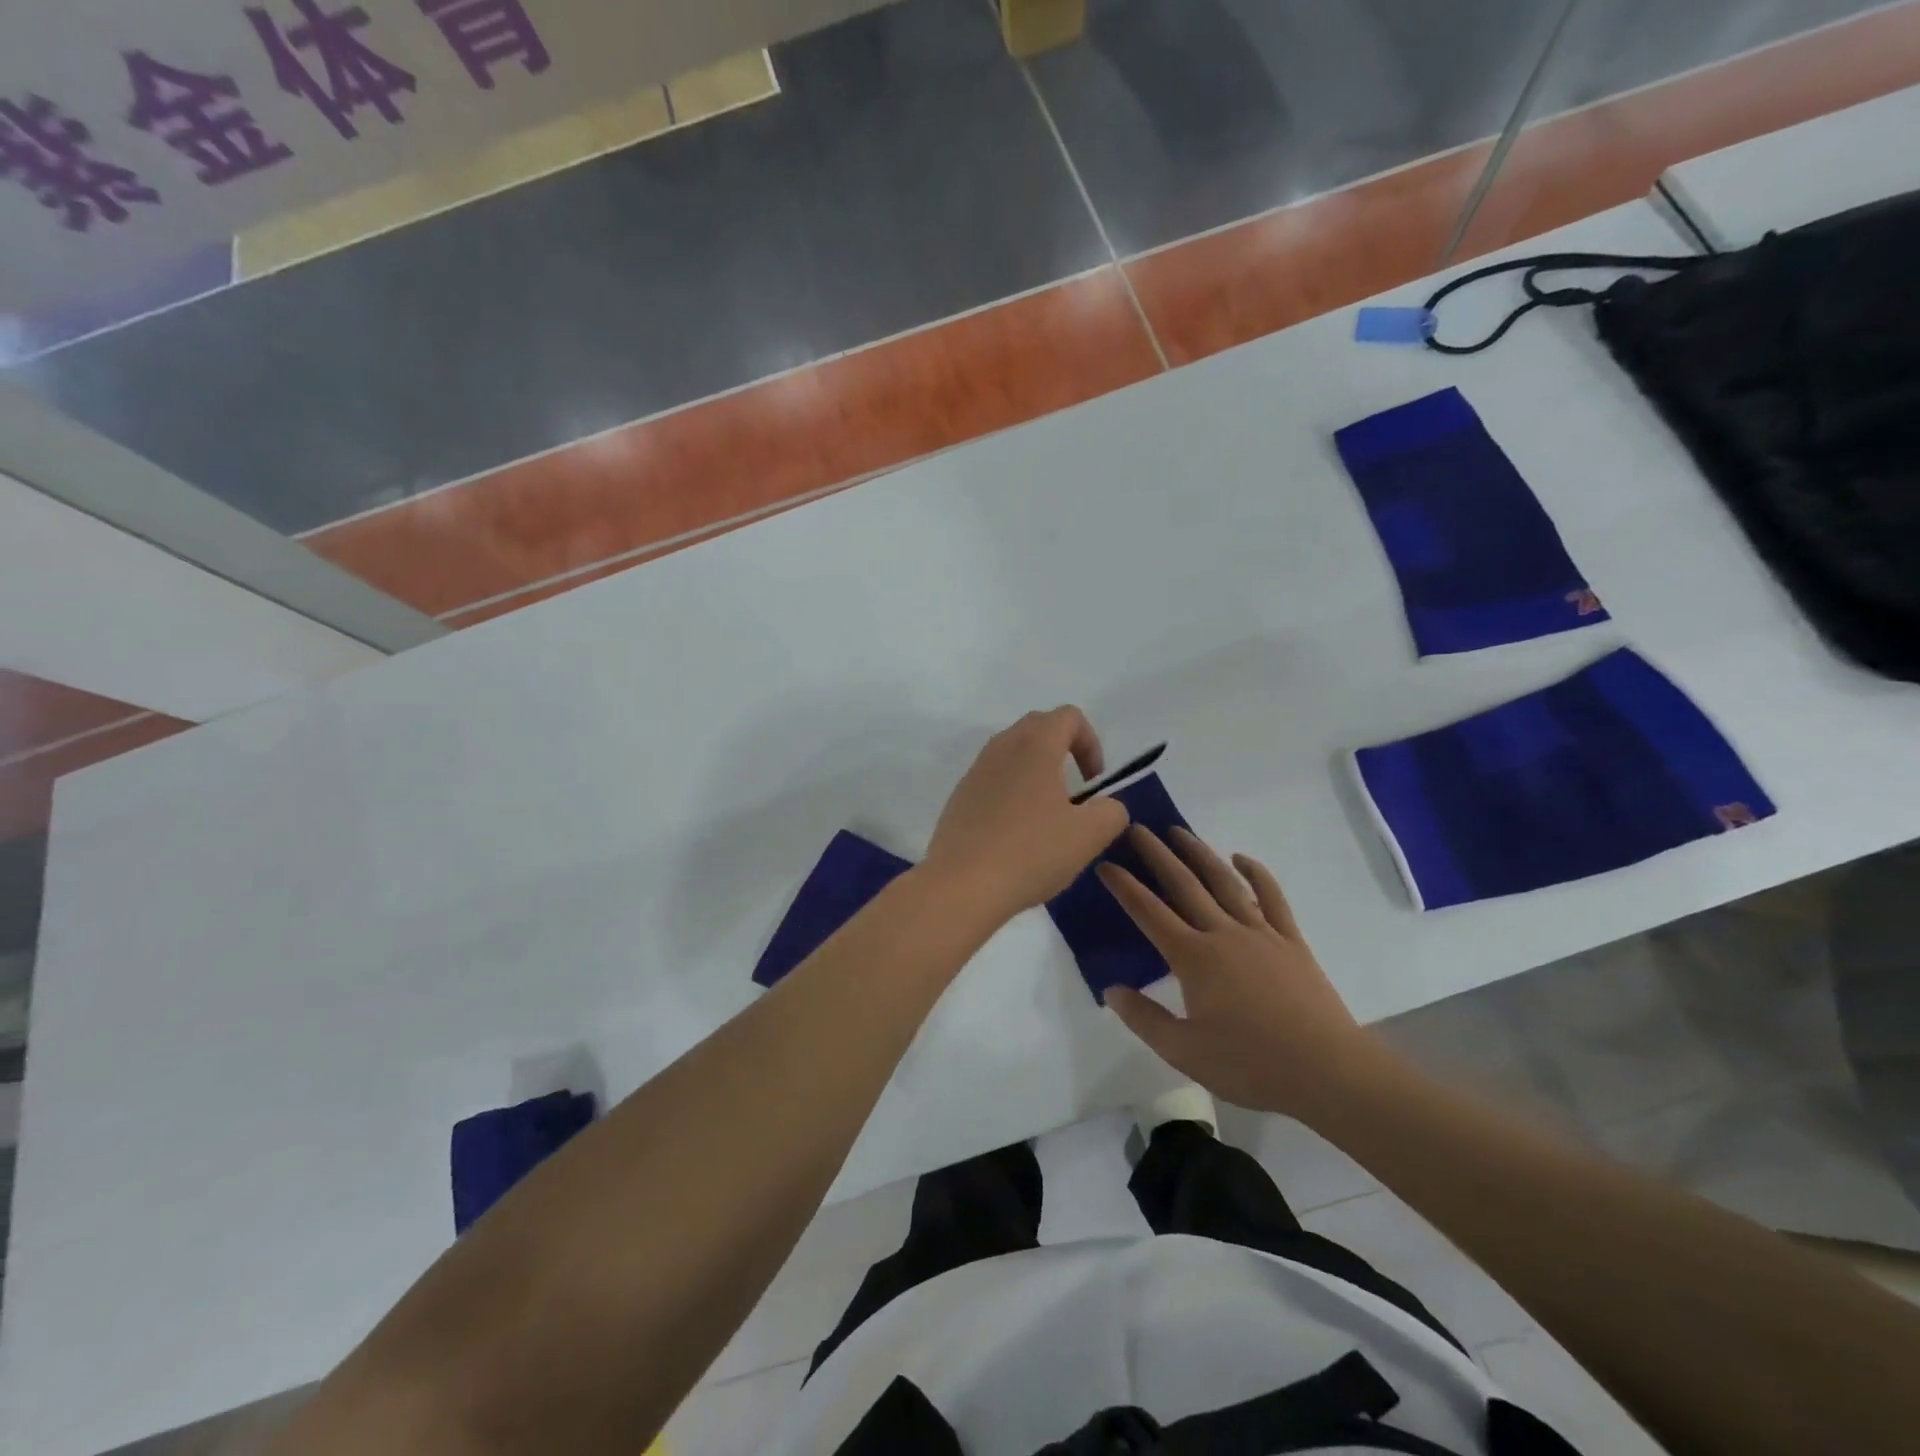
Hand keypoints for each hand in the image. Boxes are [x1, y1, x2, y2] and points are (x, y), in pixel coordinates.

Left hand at [924, 707, 1129, 921]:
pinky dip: (1011, 790)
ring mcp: (975, 771)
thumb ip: (1111, 812)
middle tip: (1074, 791)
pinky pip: (992, 778)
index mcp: (1035, 746)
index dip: (1091, 742)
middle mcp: (1002, 748)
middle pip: (1038, 727)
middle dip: (1063, 749)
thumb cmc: (1031, 853)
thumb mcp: (1089, 836)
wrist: (961, 885)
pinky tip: (1016, 831)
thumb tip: (1106, 806)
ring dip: (1035, 770)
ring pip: (1012, 752)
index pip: (1068, 716)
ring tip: (1046, 813)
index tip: (1094, 782)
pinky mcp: (959, 796)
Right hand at [1099, 827, 1391, 1121]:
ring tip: (1179, 831)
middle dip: (1157, 855)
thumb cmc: (1250, 1064)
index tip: (1105, 864)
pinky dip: (1256, 874)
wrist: (1327, 1071)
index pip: (1148, 912)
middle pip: (1184, 885)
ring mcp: (1260, 933)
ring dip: (1200, 853)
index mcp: (1193, 958)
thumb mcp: (1183, 1051)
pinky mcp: (1291, 942)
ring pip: (1224, 882)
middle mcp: (1222, 934)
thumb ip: (1144, 1018)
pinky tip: (1242, 860)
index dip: (1124, 887)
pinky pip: (1271, 898)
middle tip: (1137, 829)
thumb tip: (1111, 989)